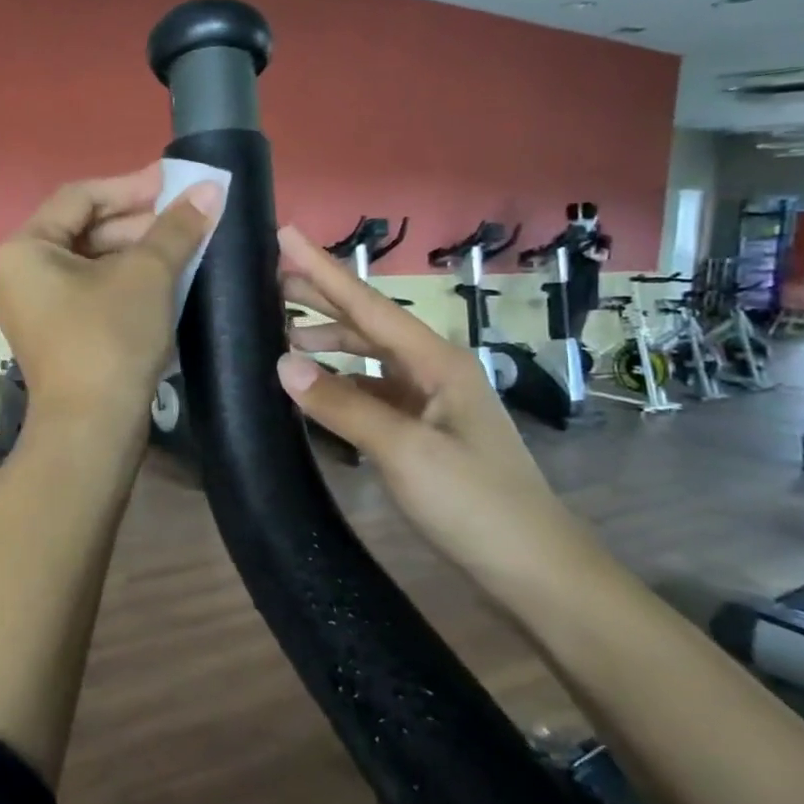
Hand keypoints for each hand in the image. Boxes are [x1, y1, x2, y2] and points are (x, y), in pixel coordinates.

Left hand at [0, 165, 223, 419]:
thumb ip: (176, 228)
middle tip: (186, 216)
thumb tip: (209, 188)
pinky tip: (163, 281)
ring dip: (134, 253)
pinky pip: (88, 295)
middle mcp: (17, 276)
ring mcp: (33, 312)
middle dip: (137, 222)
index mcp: (24, 250)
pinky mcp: (53, 339)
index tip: (175, 182)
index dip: (131, 186)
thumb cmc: (110, 339)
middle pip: (82, 231)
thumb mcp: (147, 275)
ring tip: (183, 247)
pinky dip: (123, 283)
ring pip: (88, 265)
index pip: (80, 198)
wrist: (91, 430)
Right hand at [272, 225, 576, 567]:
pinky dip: (339, 383)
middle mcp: (433, 370)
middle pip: (368, 323)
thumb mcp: (404, 451)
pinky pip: (371, 391)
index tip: (284, 234)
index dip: (323, 269)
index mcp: (437, 361)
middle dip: (320, 297)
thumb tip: (282, 363)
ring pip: (368, 357)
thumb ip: (342, 404)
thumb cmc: (475, 503)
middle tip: (269, 277)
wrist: (534, 569)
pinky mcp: (423, 430)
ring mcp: (429, 400)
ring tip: (280, 334)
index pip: (368, 304)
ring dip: (327, 342)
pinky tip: (314, 387)